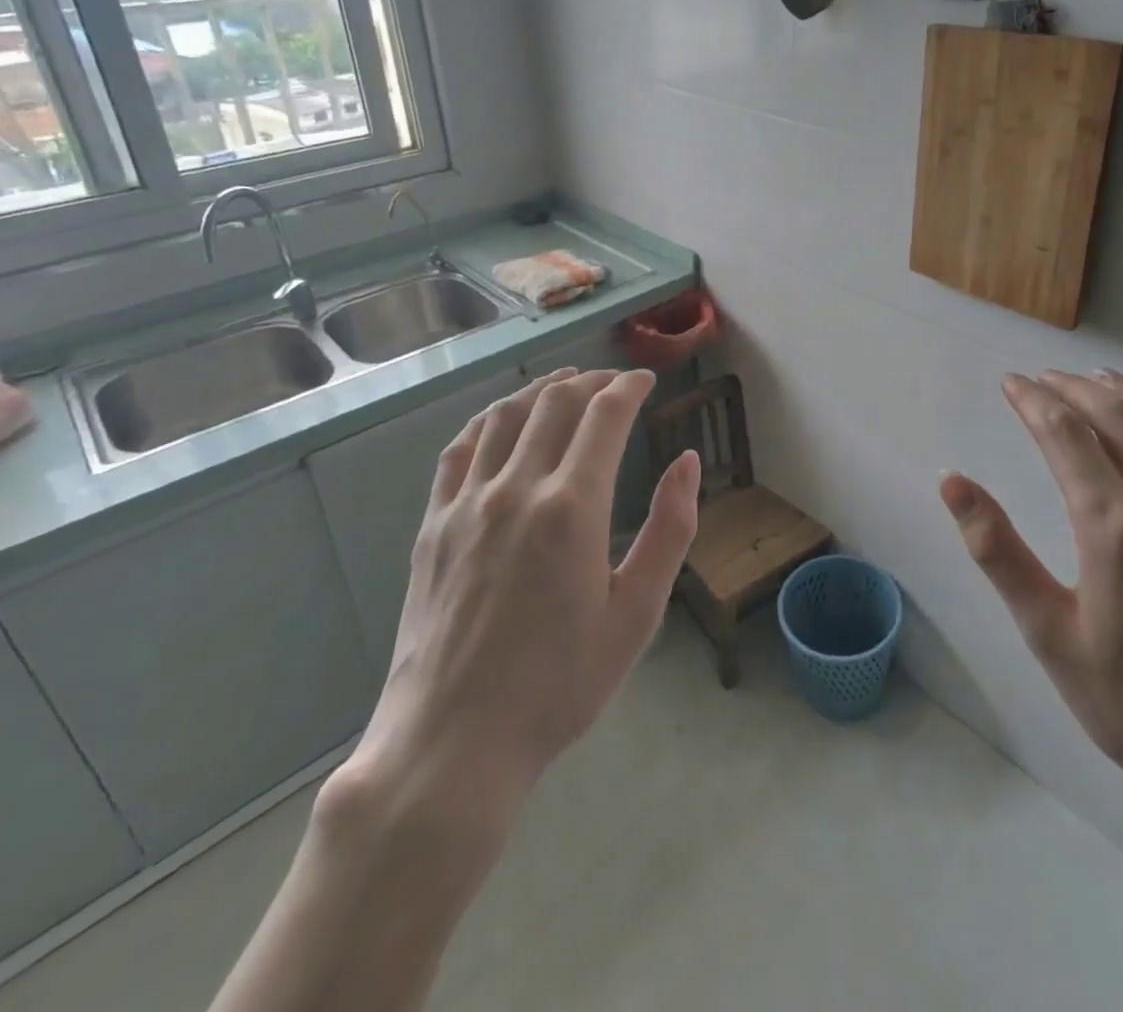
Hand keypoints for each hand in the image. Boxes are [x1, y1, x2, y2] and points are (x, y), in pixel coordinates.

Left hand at [341, 367, 701, 829]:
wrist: (452, 742)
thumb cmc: (558, 685)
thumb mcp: (636, 615)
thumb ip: (670, 530)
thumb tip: (688, 462)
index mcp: (572, 507)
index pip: (604, 415)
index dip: (630, 387)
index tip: (647, 380)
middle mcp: (517, 488)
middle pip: (556, 402)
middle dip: (592, 380)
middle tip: (615, 381)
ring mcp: (467, 502)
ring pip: (505, 414)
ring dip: (542, 389)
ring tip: (566, 384)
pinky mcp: (433, 523)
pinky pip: (460, 448)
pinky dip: (488, 419)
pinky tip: (501, 419)